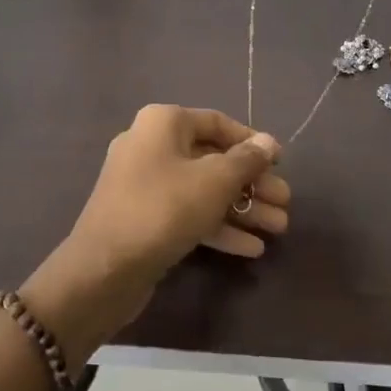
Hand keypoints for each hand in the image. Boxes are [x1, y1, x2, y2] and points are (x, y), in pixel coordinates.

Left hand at [21, 106, 286, 362]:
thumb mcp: (214, 181)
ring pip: (202, 189)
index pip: (216, 123)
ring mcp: (144, 184)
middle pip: (212, 159)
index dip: (251, 141)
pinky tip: (251, 248)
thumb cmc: (163, 208)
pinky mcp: (143, 218)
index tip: (280, 162)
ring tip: (278, 229)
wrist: (104, 268)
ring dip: (241, 208)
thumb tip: (269, 142)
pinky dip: (217, 226)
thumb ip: (246, 161)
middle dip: (251, 183)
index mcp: (163, 123)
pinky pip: (187, 213)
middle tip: (285, 204)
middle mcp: (150, 146)